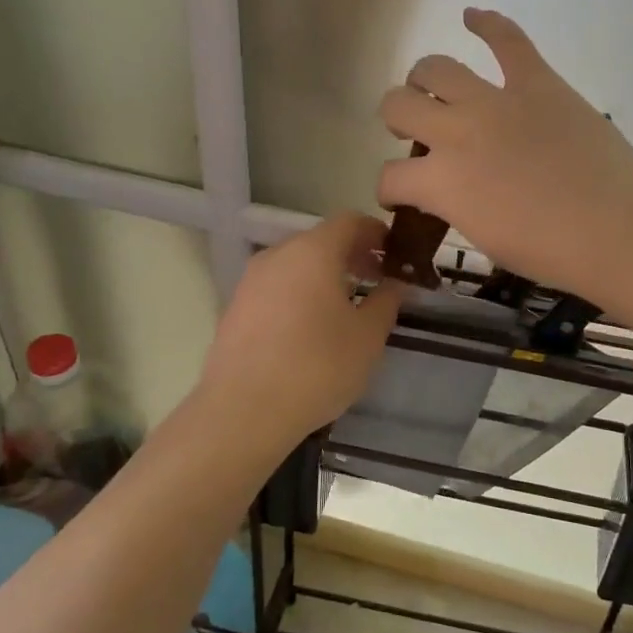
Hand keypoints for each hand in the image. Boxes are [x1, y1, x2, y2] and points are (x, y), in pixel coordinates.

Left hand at [195, 213, 402, 448]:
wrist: (244, 411)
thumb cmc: (317, 366)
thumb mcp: (368, 336)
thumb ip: (387, 301)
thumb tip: (396, 283)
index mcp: (313, 251)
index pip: (350, 221)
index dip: (377, 233)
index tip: (395, 255)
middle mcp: (278, 255)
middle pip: (321, 240)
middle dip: (352, 255)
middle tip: (377, 281)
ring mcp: (251, 281)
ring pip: (297, 265)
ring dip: (325, 275)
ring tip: (347, 307)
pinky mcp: (236, 307)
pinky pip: (277, 287)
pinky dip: (300, 293)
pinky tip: (312, 328)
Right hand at [377, 9, 632, 294]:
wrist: (614, 228)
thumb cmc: (550, 251)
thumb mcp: (483, 238)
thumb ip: (455, 206)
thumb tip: (450, 190)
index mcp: (439, 182)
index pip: (389, 177)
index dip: (390, 189)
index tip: (402, 196)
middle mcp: (454, 132)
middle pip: (398, 105)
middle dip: (397, 119)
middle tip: (416, 132)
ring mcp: (494, 101)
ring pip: (436, 68)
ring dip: (425, 79)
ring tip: (433, 88)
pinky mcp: (536, 82)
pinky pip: (507, 39)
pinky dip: (488, 23)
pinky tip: (472, 15)